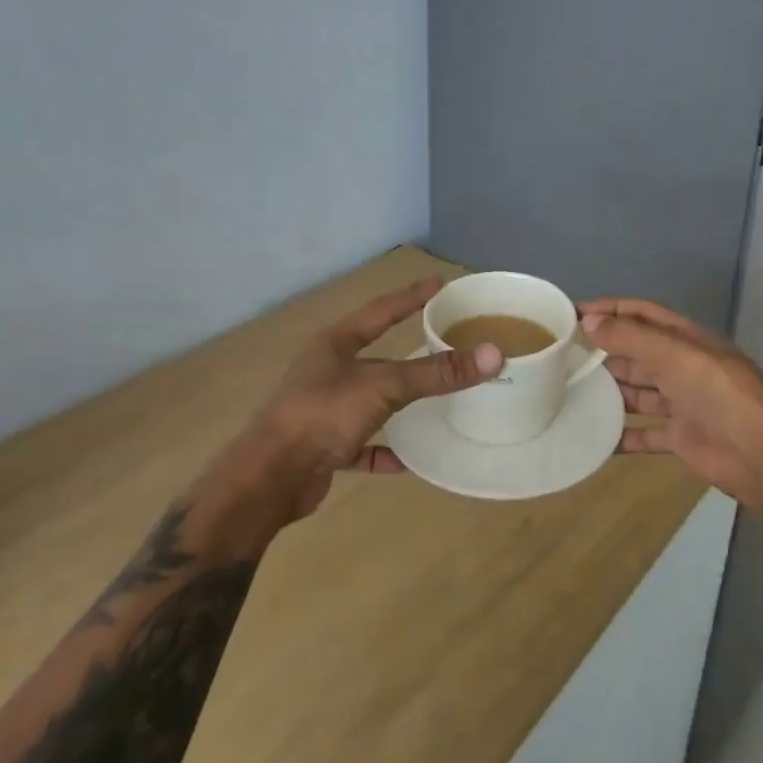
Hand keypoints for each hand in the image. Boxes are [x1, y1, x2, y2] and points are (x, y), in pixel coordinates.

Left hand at [207, 278, 503, 532]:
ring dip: (398, 402)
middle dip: (407, 350)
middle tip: (445, 341)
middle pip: (375, 354)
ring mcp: (323, 410)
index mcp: (335, 344)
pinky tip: (409, 459)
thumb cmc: (322, 416)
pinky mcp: (323, 447)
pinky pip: (362, 444)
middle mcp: (326, 371)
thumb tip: (492, 354)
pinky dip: (384, 450)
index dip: (411, 296)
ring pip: (369, 399)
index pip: (381, 310)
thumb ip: (435, 373)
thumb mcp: (383, 387)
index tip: (440, 284)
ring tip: (435, 399)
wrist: (270, 479)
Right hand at [579, 297, 762, 509]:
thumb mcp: (674, 355)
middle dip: (604, 351)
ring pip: (638, 392)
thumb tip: (589, 322)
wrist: (760, 454)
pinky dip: (621, 435)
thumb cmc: (718, 394)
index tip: (573, 314)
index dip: (610, 310)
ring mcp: (683, 403)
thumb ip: (631, 338)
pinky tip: (593, 435)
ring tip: (570, 391)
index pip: (643, 314)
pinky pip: (644, 433)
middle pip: (637, 353)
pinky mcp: (681, 437)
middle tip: (563, 356)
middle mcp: (683, 367)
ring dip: (609, 391)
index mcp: (686, 340)